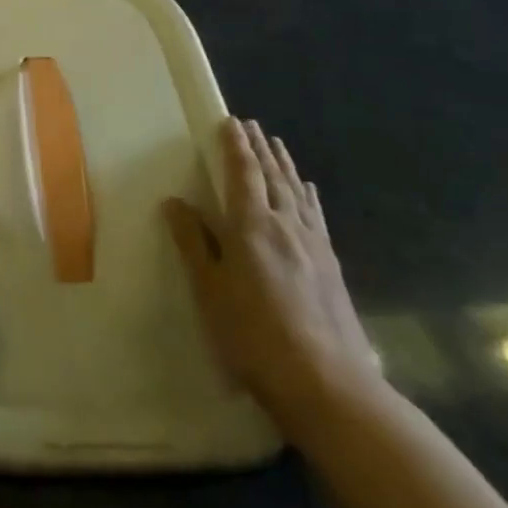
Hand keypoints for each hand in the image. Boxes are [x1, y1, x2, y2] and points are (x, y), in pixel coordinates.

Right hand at [166, 117, 382, 438]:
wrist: (329, 386)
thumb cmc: (255, 336)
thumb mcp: (211, 290)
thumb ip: (194, 243)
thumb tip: (175, 202)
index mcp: (252, 226)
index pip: (243, 173)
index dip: (235, 146)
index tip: (230, 122)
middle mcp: (286, 225)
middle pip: (272, 176)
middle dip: (259, 148)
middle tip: (251, 125)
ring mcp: (314, 245)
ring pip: (297, 192)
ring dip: (284, 165)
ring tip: (276, 145)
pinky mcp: (332, 267)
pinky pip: (316, 216)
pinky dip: (308, 195)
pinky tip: (308, 192)